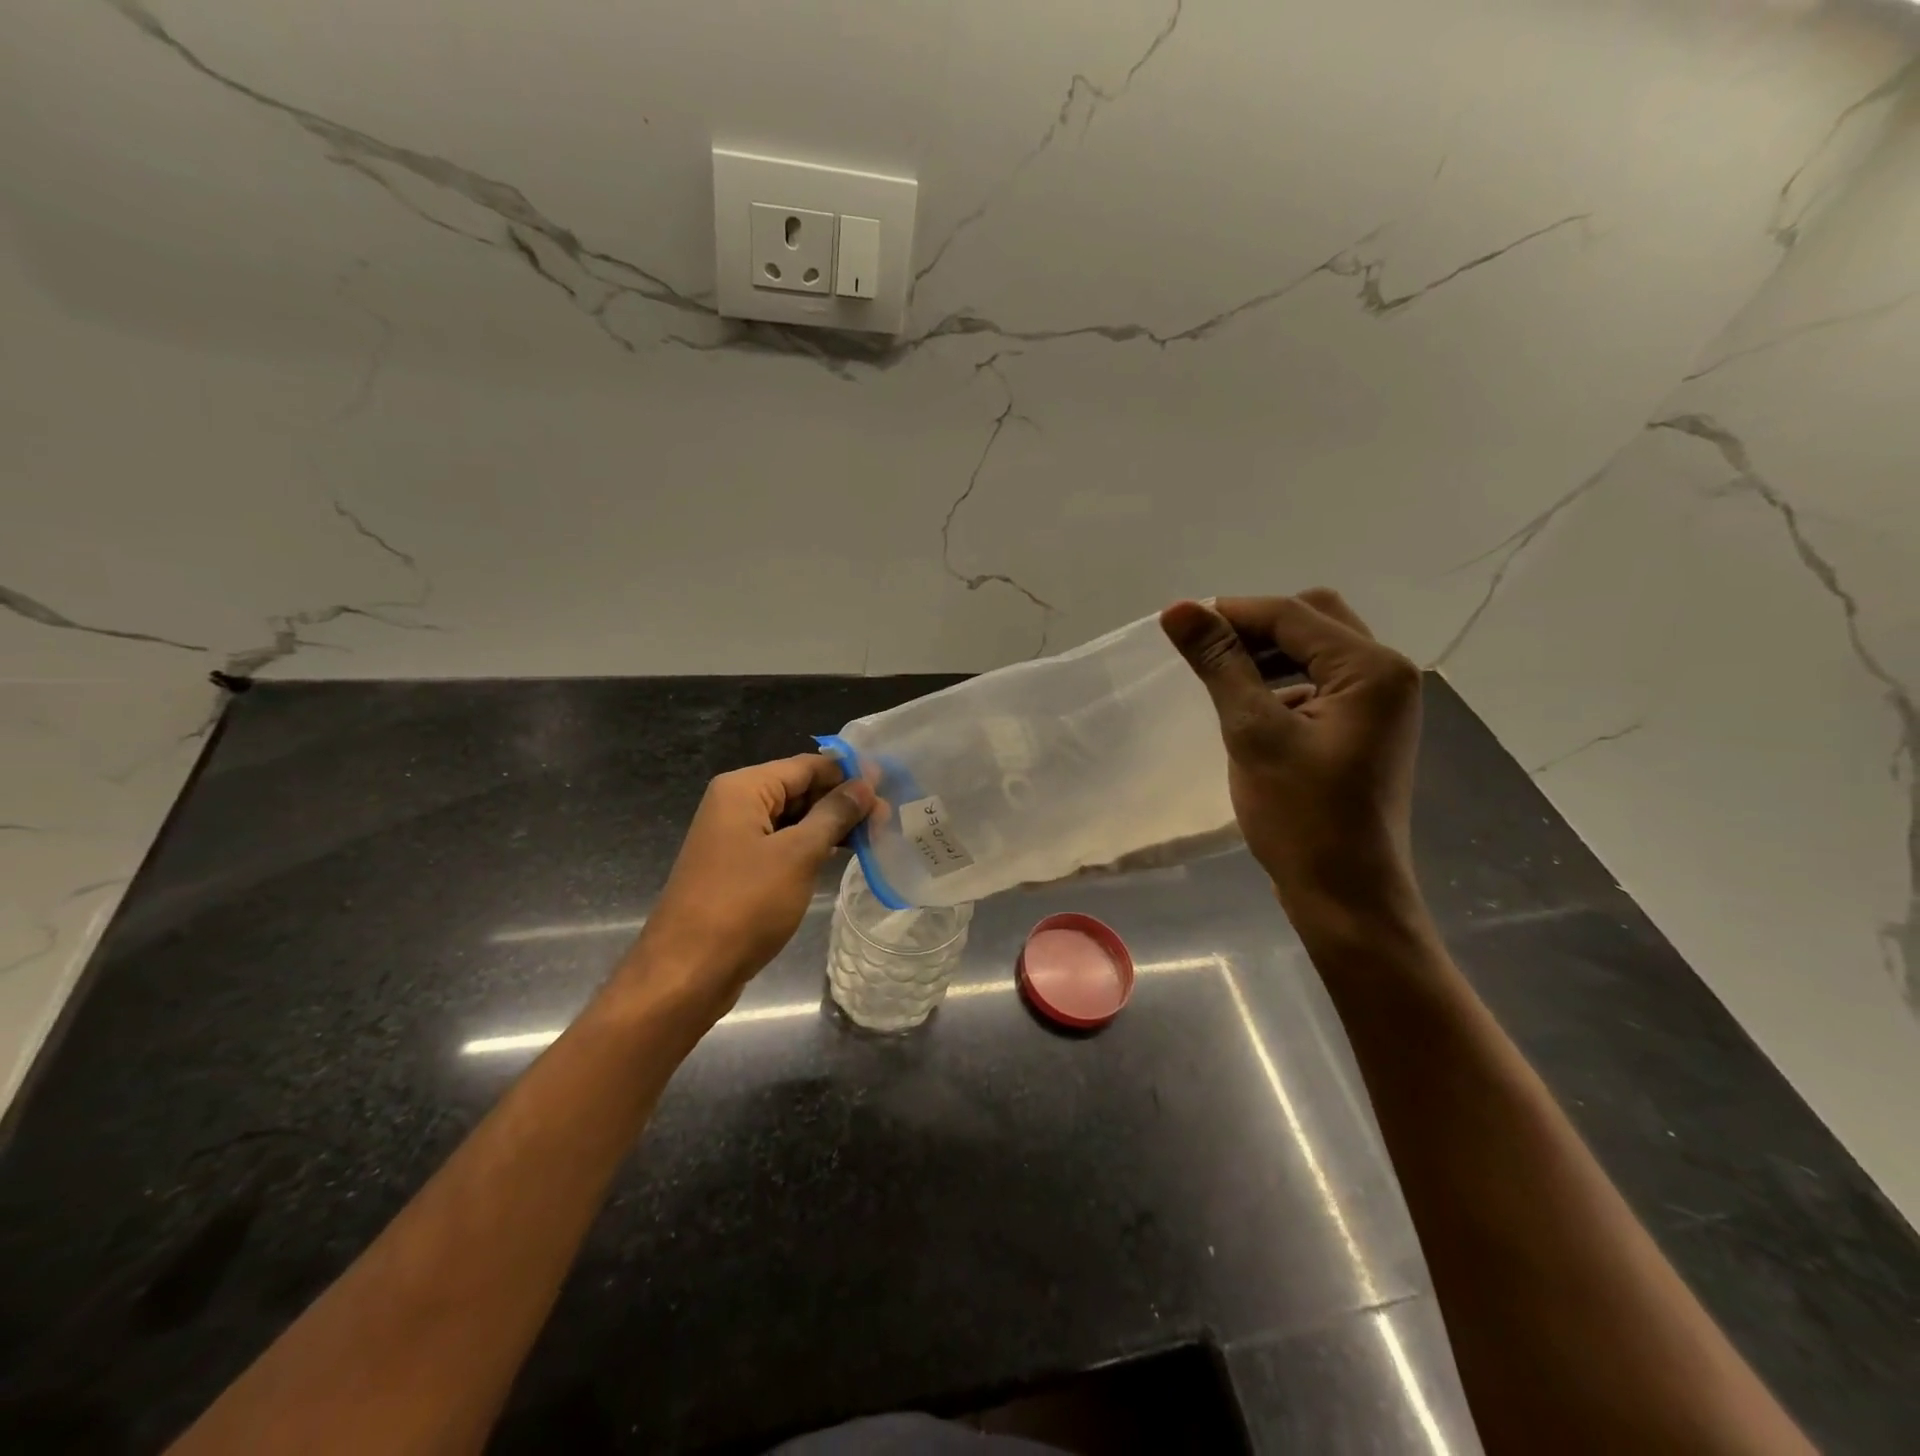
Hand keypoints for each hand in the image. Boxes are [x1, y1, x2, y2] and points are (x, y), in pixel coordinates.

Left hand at [619, 754, 874, 1012]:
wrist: (688, 972)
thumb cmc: (745, 904)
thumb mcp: (798, 854)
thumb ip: (834, 814)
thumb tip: (865, 784)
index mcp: (744, 789)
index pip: (807, 765)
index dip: (849, 773)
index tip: (891, 785)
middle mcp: (736, 804)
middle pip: (800, 789)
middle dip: (843, 801)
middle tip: (888, 818)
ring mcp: (736, 838)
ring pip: (794, 819)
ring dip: (832, 826)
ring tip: (876, 837)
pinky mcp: (740, 868)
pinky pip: (783, 844)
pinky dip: (813, 847)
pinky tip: (843, 856)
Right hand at [1160, 590, 1422, 914]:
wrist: (1346, 895)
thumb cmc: (1301, 817)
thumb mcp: (1253, 732)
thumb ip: (1220, 664)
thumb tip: (1178, 609)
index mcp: (1371, 669)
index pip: (1292, 615)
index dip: (1231, 612)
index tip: (1177, 623)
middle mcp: (1386, 673)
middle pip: (1313, 620)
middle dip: (1255, 627)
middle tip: (1204, 650)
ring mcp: (1380, 702)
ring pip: (1316, 650)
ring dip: (1268, 653)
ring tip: (1220, 675)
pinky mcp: (1365, 727)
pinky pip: (1321, 682)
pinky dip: (1283, 681)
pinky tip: (1250, 706)